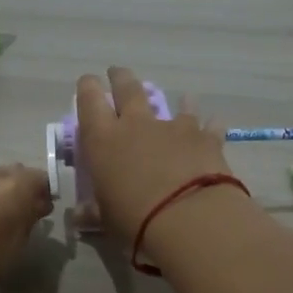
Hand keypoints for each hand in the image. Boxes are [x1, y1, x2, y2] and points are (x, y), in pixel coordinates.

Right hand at [75, 66, 233, 243]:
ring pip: (173, 101)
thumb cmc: (135, 219)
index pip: (89, 100)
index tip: (88, 82)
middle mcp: (136, 124)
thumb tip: (80, 216)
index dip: (87, 88)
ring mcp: (173, 127)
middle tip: (118, 73)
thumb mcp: (106, 219)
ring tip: (181, 98)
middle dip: (121, 78)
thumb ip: (94, 212)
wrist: (189, 218)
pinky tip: (213, 124)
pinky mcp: (204, 137)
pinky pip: (207, 124)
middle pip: (127, 87)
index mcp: (103, 140)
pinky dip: (209, 124)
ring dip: (175, 99)